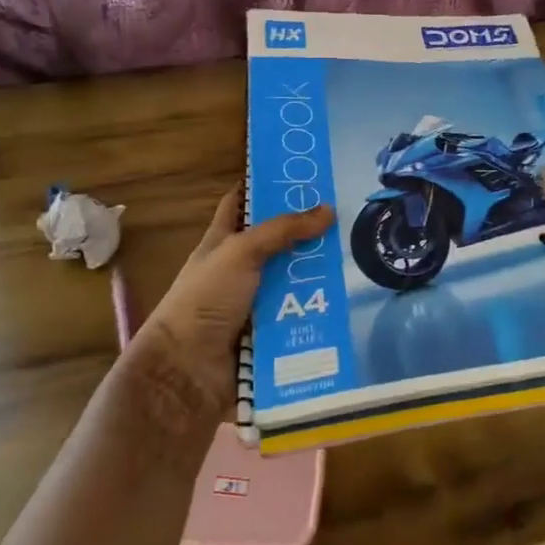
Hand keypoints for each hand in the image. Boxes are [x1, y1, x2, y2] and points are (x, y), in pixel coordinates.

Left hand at [128, 190, 332, 417]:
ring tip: (357, 261)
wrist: (188, 371)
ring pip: (291, 281)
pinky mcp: (267, 335)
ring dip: (317, 276)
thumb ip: (283, 230)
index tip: (295, 173)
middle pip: (276, 245)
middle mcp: (237, 271)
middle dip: (306, 234)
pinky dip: (317, 312)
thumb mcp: (240, 252)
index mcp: (221, 243)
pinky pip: (298, 317)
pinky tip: (347, 303)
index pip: (239, 204)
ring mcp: (252, 304)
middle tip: (346, 219)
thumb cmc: (206, 299)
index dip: (260, 187)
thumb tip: (328, 209)